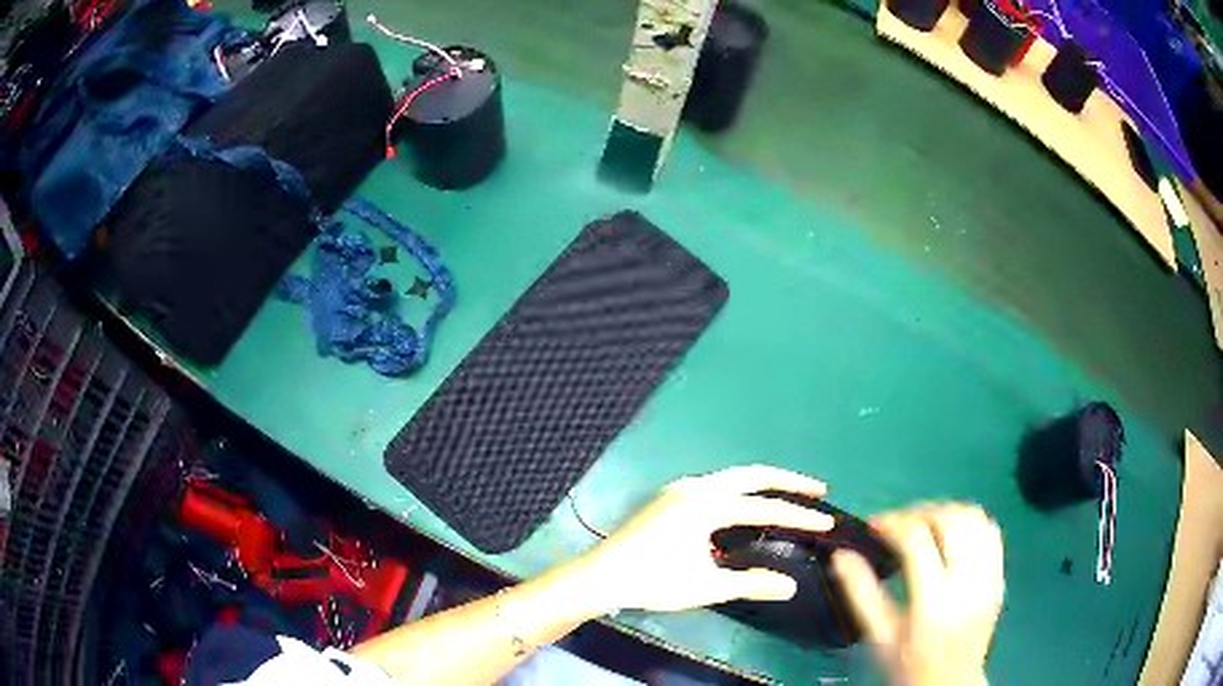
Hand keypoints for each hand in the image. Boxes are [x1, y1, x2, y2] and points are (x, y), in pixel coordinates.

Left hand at [573, 465, 833, 613]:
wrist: (602, 576)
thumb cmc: (654, 581)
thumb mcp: (707, 586)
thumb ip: (752, 583)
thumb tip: (790, 586)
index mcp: (707, 504)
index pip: (765, 508)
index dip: (798, 517)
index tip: (826, 523)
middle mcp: (696, 487)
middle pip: (752, 475)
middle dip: (787, 481)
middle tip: (817, 491)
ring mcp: (679, 490)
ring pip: (732, 478)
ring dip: (762, 484)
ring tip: (788, 497)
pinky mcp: (669, 498)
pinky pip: (715, 486)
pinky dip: (740, 492)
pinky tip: (744, 510)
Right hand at [832, 504, 1003, 685]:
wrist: (950, 684)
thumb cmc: (908, 665)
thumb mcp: (878, 636)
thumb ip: (860, 594)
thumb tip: (841, 555)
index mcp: (933, 602)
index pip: (917, 541)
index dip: (893, 523)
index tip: (873, 525)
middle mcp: (968, 583)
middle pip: (951, 521)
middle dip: (920, 512)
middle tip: (897, 523)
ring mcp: (989, 577)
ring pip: (975, 519)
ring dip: (946, 512)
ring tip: (922, 524)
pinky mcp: (1000, 576)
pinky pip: (990, 531)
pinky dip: (969, 521)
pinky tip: (950, 533)